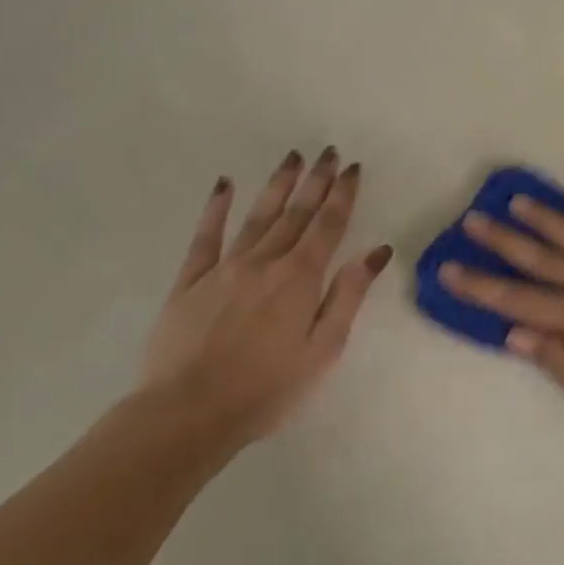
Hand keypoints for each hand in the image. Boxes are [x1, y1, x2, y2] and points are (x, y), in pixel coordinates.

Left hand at [141, 148, 391, 453]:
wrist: (188, 412)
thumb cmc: (268, 389)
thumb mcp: (323, 349)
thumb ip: (348, 296)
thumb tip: (374, 252)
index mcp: (300, 279)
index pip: (328, 226)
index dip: (342, 195)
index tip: (352, 168)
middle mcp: (264, 263)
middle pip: (295, 214)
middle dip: (315, 181)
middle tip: (329, 151)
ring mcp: (223, 269)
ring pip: (257, 216)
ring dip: (277, 185)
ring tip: (292, 158)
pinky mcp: (190, 282)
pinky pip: (205, 237)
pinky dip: (216, 208)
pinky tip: (225, 185)